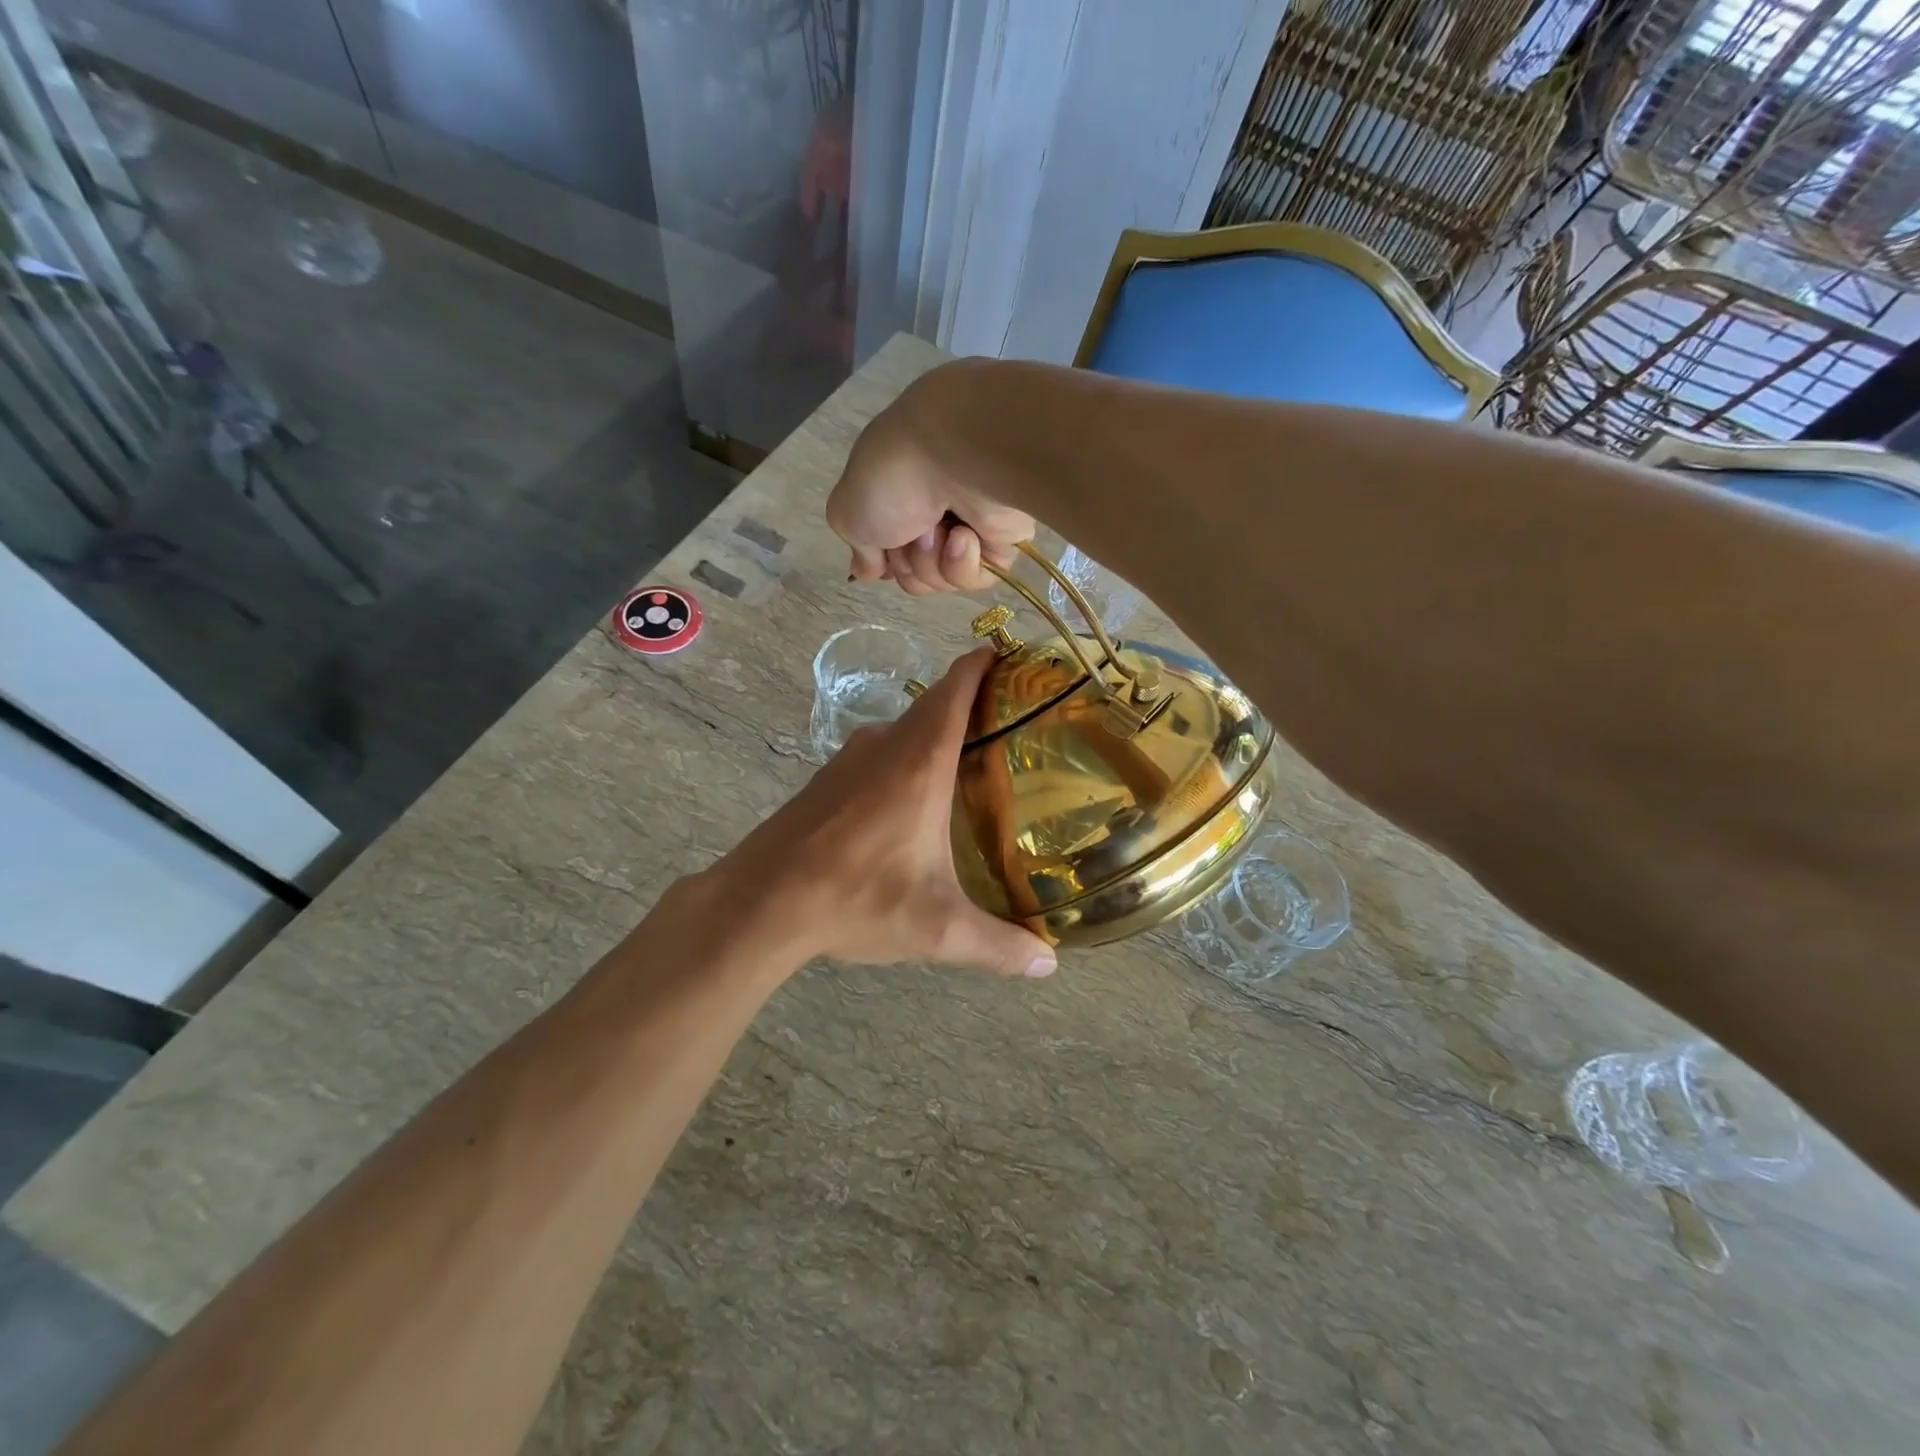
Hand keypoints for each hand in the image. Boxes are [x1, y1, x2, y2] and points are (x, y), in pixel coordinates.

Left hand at [717, 648, 1056, 978]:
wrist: (760, 902)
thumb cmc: (856, 898)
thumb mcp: (936, 928)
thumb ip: (997, 945)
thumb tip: (1047, 965)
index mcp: (920, 761)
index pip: (956, 688)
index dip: (983, 664)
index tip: (1011, 657)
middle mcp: (884, 746)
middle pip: (934, 704)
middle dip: (971, 702)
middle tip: (1012, 723)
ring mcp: (848, 760)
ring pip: (902, 729)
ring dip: (935, 733)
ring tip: (971, 761)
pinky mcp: (825, 781)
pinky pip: (877, 753)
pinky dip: (904, 757)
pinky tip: (912, 798)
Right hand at [826, 360, 1034, 593]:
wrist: (957, 455)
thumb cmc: (894, 476)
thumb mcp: (846, 511)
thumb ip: (857, 547)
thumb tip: (868, 571)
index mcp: (895, 498)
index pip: (886, 553)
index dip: (882, 561)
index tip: (881, 553)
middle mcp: (931, 513)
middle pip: (910, 574)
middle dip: (905, 562)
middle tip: (911, 533)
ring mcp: (967, 528)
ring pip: (940, 580)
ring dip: (930, 560)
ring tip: (938, 530)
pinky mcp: (1001, 542)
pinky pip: (974, 578)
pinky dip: (962, 563)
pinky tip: (964, 536)